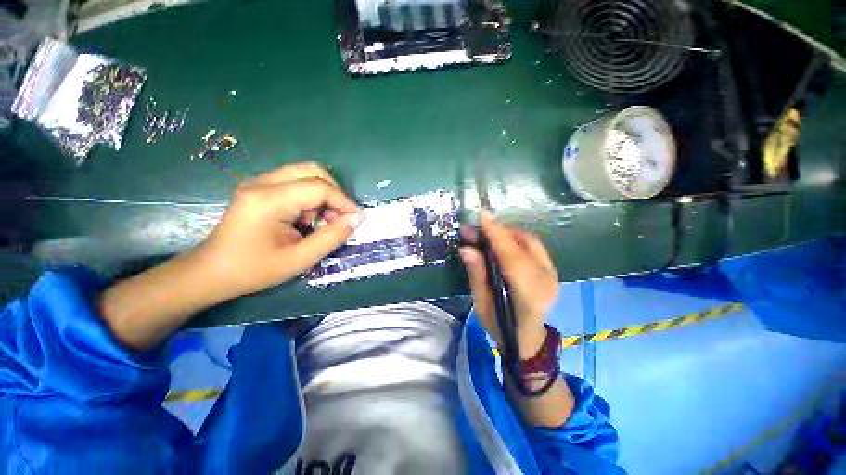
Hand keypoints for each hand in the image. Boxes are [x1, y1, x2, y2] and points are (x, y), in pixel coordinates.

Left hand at [197, 163, 360, 299]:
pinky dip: (310, 197)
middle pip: (312, 170)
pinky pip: (295, 183)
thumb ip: (331, 237)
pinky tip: (306, 218)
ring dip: (322, 195)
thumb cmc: (253, 270)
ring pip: (305, 174)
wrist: (211, 273)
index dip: (344, 201)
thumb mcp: (299, 259)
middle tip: (339, 216)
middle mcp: (263, 183)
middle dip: (334, 192)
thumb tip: (355, 219)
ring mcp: (259, 183)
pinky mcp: (259, 189)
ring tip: (322, 221)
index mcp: (269, 200)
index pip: (319, 187)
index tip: (356, 218)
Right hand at [459, 210, 559, 357]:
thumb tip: (466, 248)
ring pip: (530, 241)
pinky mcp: (552, 270)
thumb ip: (477, 275)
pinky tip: (500, 243)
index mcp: (528, 295)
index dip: (497, 234)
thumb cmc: (500, 327)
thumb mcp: (482, 304)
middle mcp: (546, 281)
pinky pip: (533, 245)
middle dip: (497, 231)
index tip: (482, 214)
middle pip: (523, 244)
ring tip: (485, 235)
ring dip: (506, 233)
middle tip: (474, 230)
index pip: (512, 257)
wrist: (528, 340)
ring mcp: (553, 274)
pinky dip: (514, 239)